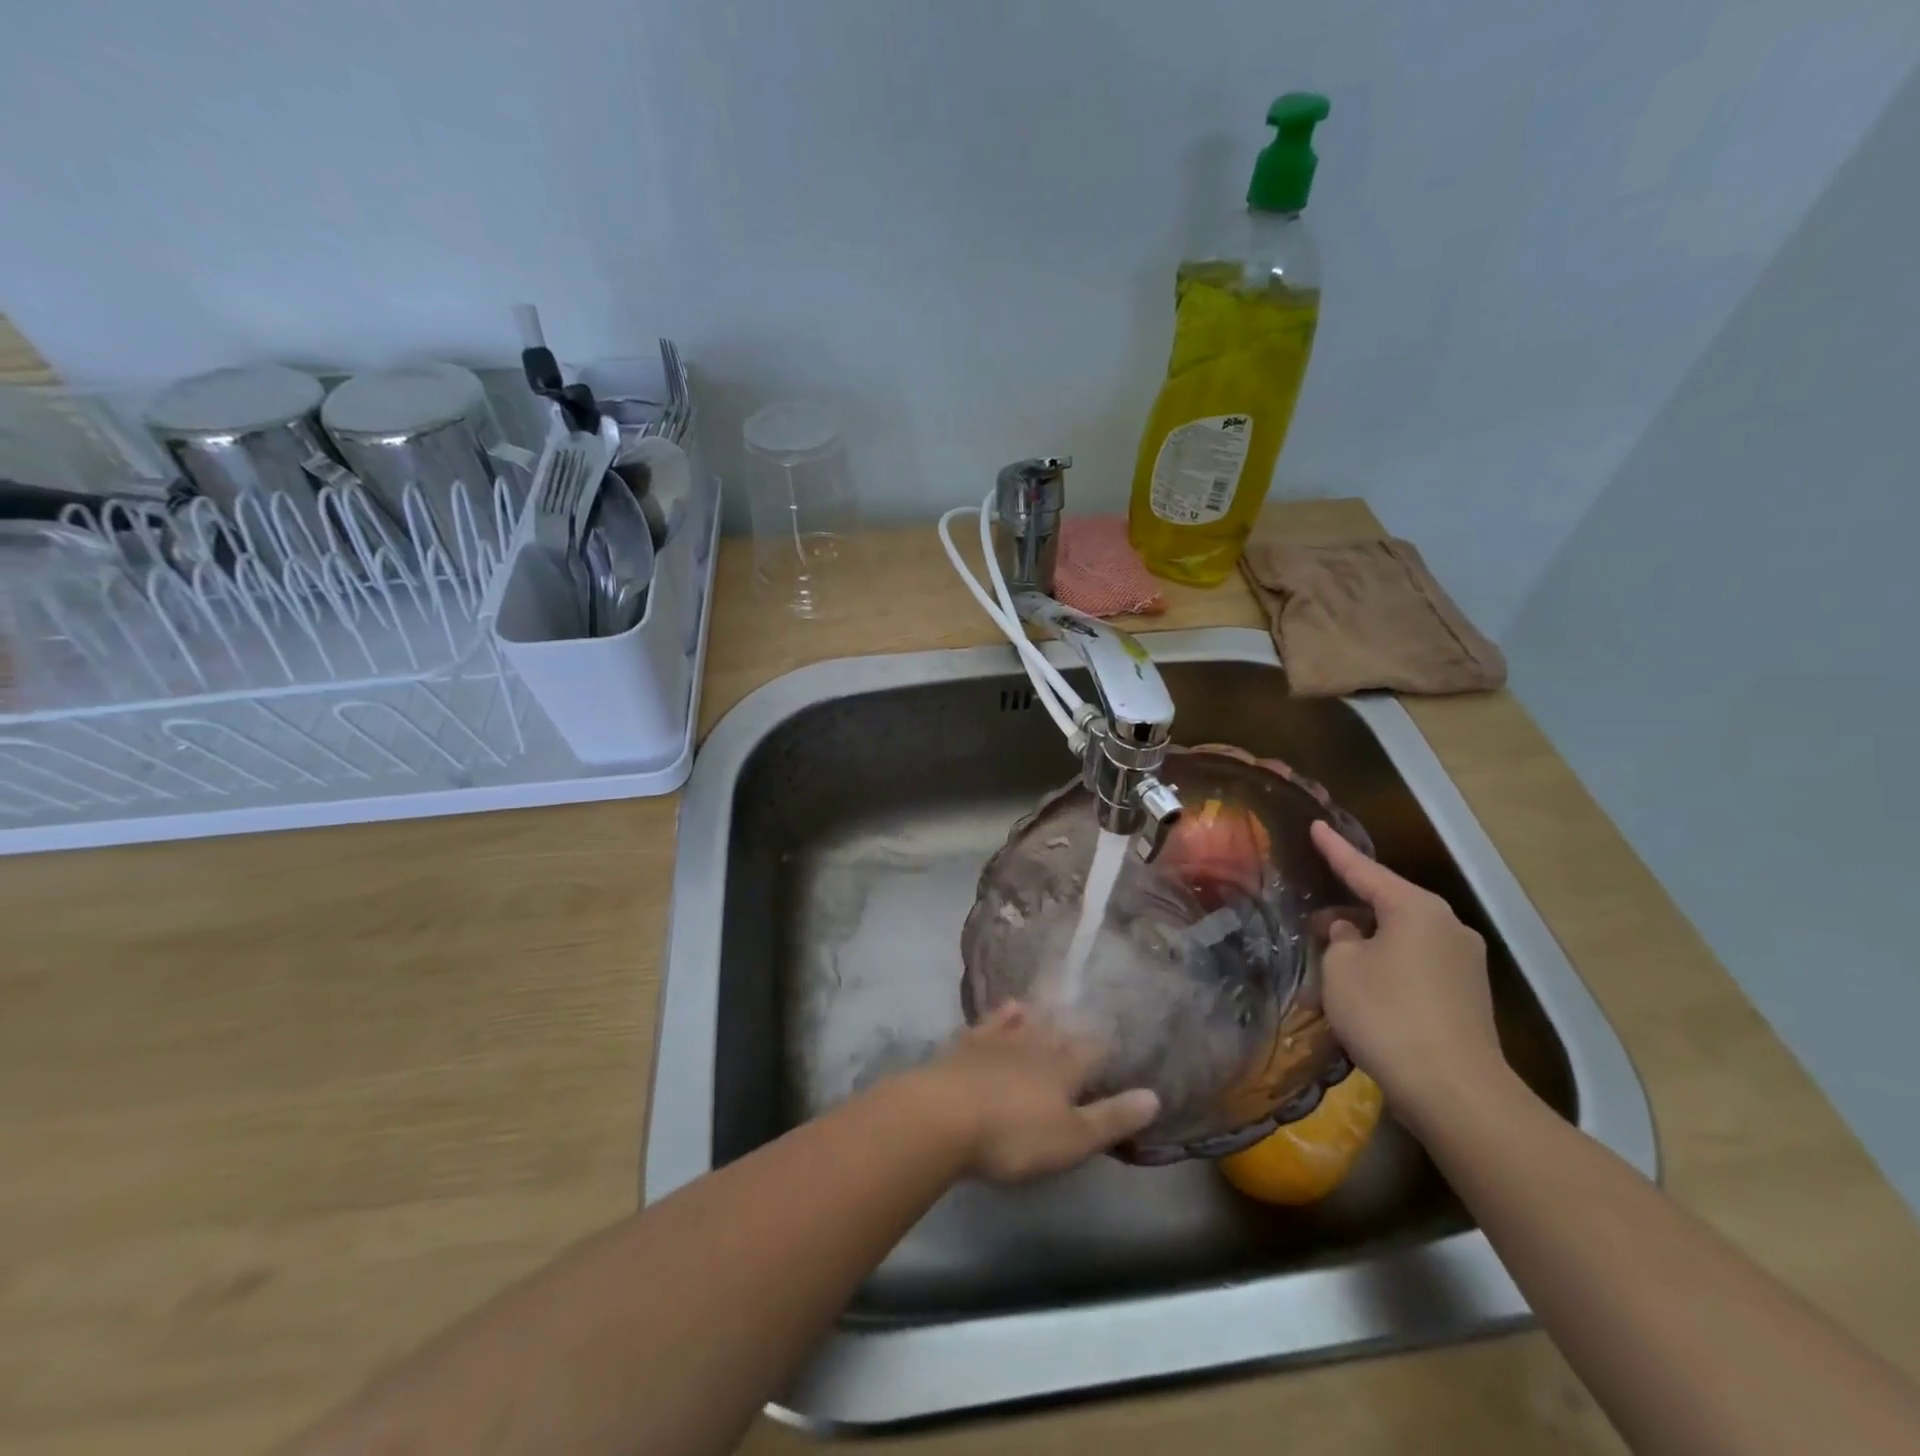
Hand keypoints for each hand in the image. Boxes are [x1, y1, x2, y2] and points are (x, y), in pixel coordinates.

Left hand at [909, 1003, 1159, 1182]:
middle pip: (1058, 1032)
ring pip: (1025, 1022)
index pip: (1090, 1052)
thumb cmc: (1014, 1135)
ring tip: (1049, 1008)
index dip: (1102, 1050)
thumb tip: (1154, 1096)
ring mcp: (997, 1041)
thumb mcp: (1071, 1139)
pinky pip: (990, 1023)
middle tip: (1081, 1022)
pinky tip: (1008, 1007)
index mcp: (1063, 1068)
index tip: (1112, 1045)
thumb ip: (1111, 1118)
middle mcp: (1034, 1044)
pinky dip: (1002, 1015)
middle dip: (1071, 1030)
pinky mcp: (966, 1045)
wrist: (943, 1116)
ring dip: (1038, 1016)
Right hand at [1311, 820, 1508, 1135]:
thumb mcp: (1341, 968)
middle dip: (1348, 910)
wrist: (1455, 1091)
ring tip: (1331, 963)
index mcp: (1416, 908)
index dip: (1335, 849)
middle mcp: (1447, 926)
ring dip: (1366, 946)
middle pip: (1386, 905)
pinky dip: (1386, 969)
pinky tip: (1363, 992)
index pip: (1364, 869)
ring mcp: (1464, 963)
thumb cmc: (1387, 1014)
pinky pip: (1415, 966)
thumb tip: (1351, 934)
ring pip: (1400, 938)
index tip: (1316, 826)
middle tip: (1312, 919)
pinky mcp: (1467, 997)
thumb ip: (1339, 939)